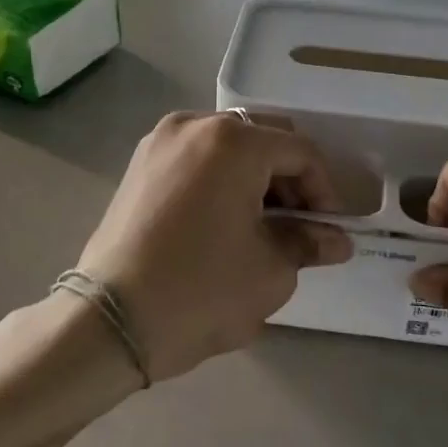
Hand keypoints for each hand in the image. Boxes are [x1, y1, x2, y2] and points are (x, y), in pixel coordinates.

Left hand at [76, 112, 352, 381]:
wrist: (111, 320)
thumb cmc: (201, 291)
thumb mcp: (270, 270)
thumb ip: (308, 244)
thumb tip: (336, 240)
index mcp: (234, 142)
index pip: (300, 153)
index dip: (324, 191)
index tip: (328, 230)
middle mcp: (195, 125)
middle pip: (263, 138)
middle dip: (290, 179)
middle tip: (298, 224)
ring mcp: (160, 140)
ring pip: (228, 144)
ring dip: (255, 176)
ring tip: (261, 225)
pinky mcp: (139, 163)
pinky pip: (196, 157)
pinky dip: (220, 178)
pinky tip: (223, 219)